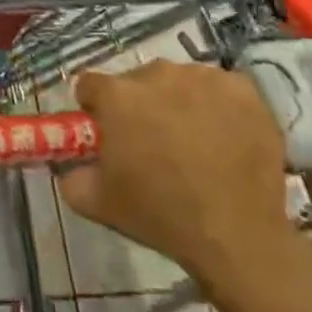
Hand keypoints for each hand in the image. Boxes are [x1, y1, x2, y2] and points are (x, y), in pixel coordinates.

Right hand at [56, 60, 299, 303]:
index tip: (107, 132)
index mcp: (118, 95)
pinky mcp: (242, 89)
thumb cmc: (162, 217)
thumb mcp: (100, 204)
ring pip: (180, 81)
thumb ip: (72, 177)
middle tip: (154, 142)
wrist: (238, 238)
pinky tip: (224, 135)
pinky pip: (219, 87)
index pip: (91, 85)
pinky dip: (218, 105)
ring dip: (179, 101)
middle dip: (140, 104)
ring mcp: (203, 77)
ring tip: (195, 142)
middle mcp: (157, 73)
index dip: (95, 108)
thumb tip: (68, 166)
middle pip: (138, 80)